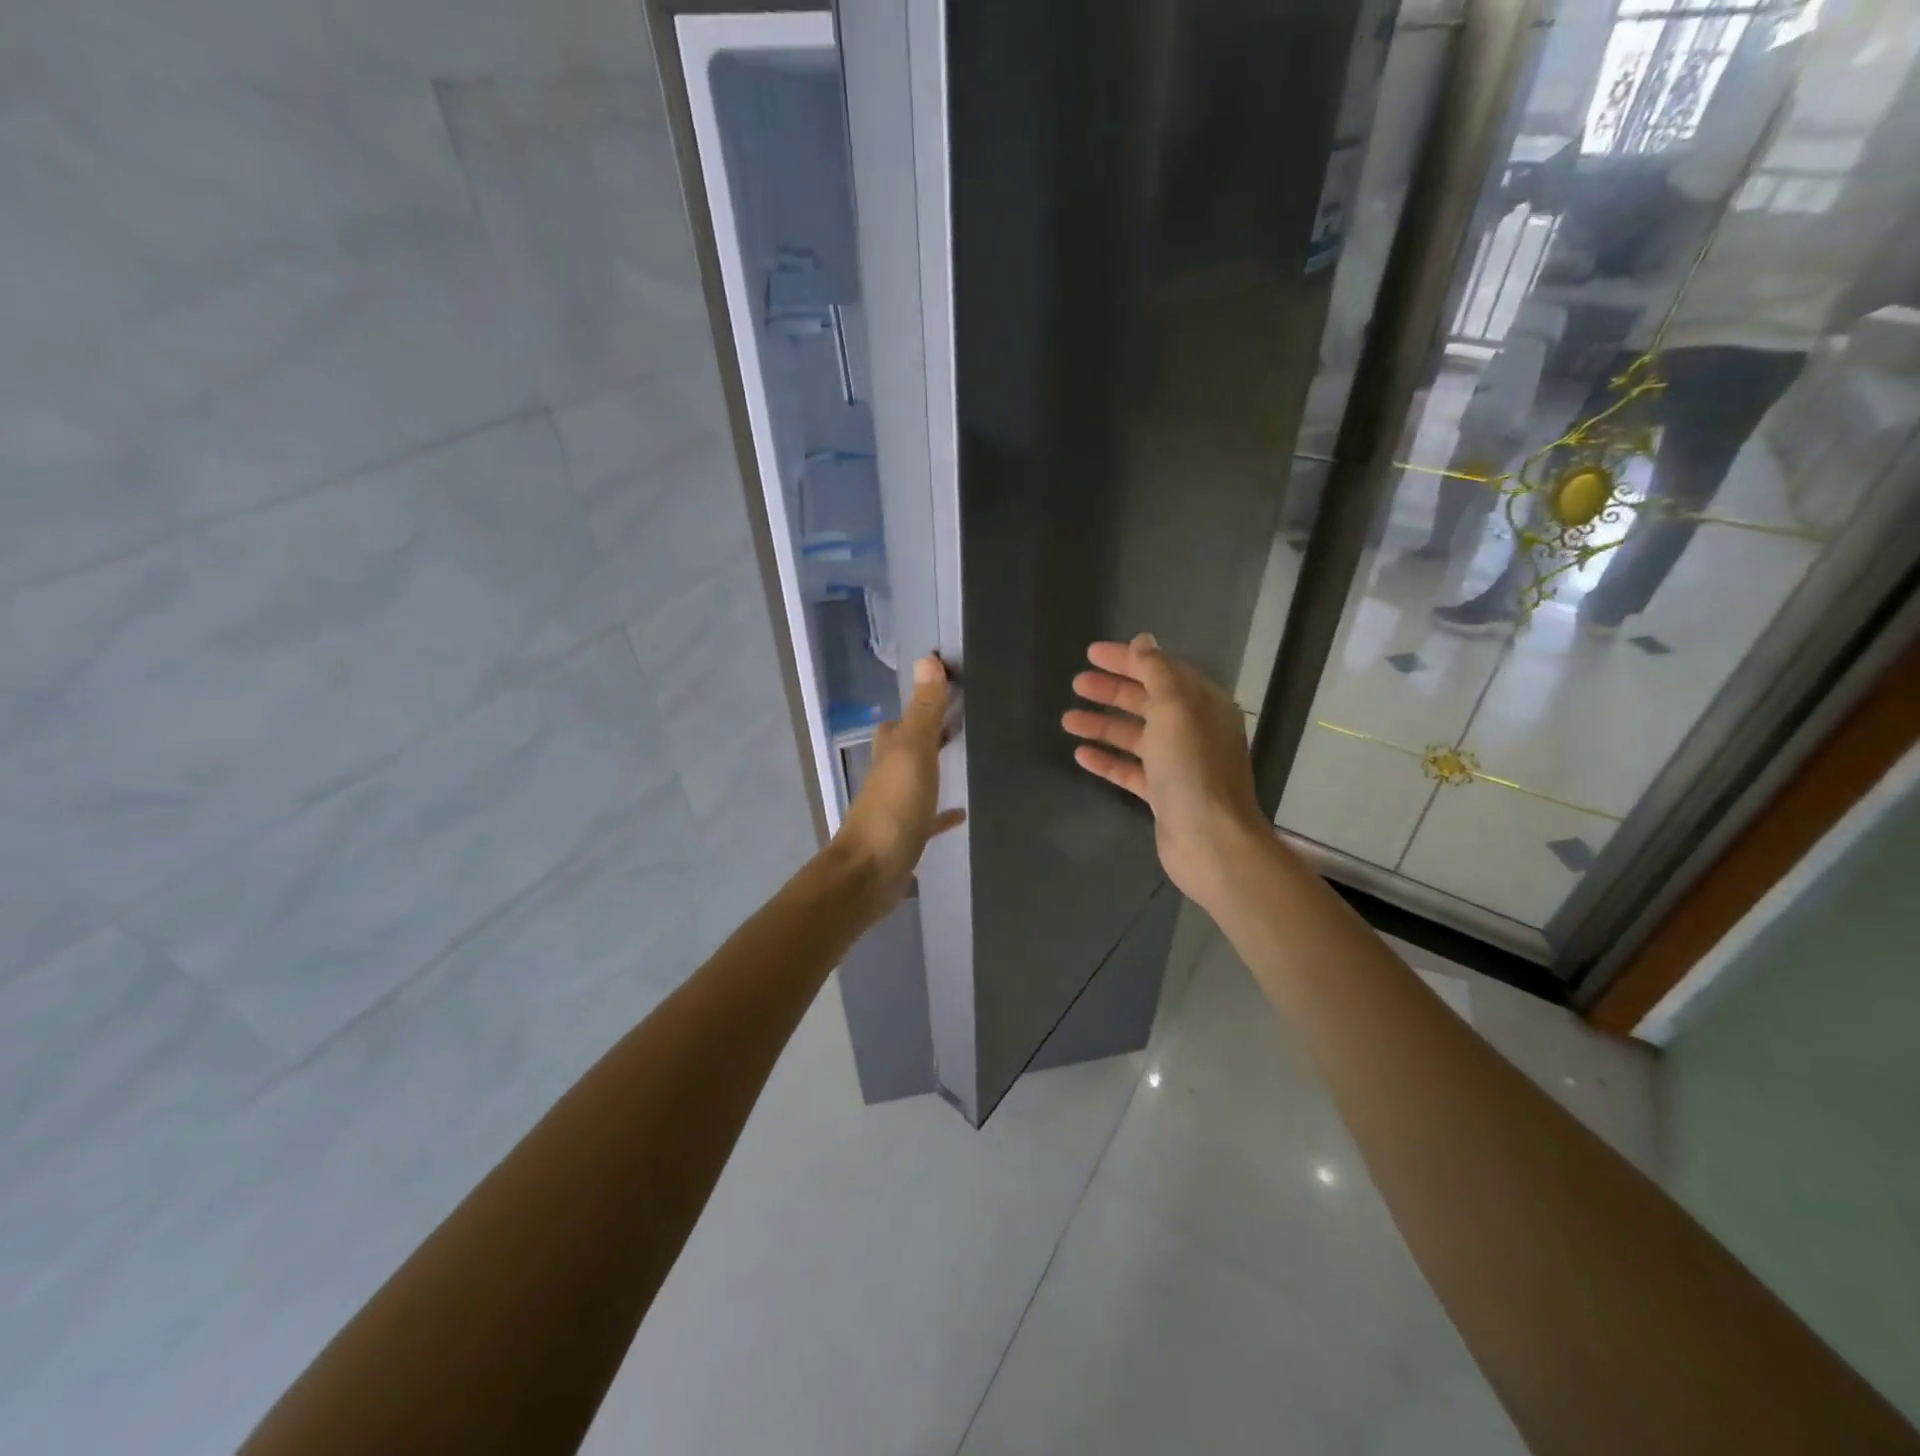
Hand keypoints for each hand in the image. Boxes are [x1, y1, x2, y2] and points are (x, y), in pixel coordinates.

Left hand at [834, 654, 966, 910]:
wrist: (870, 873)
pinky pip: (928, 818)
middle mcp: (889, 775)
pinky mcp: (907, 836)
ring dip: (935, 769)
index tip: (951, 689)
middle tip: (963, 722)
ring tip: (968, 760)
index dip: (921, 703)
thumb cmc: (893, 809)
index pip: (902, 719)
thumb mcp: (913, 753)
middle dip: (929, 734)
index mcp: (890, 752)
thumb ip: (923, 711)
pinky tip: (963, 813)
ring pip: (917, 779)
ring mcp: (896, 807)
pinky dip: (943, 813)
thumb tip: (927, 658)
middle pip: (908, 747)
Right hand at [1062, 633, 1269, 907]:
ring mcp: (1178, 764)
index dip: (1127, 660)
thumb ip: (1157, 672)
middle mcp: (1192, 730)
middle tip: (1076, 684)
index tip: (1091, 653)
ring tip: (1067, 720)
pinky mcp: (1163, 794)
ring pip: (1134, 736)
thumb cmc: (1192, 768)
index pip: (1161, 670)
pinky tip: (1081, 754)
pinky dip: (1107, 760)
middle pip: (1146, 701)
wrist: (1210, 840)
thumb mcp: (1175, 708)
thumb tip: (1144, 641)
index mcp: (1202, 704)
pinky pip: (1130, 770)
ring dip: (1102, 725)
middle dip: (1111, 691)